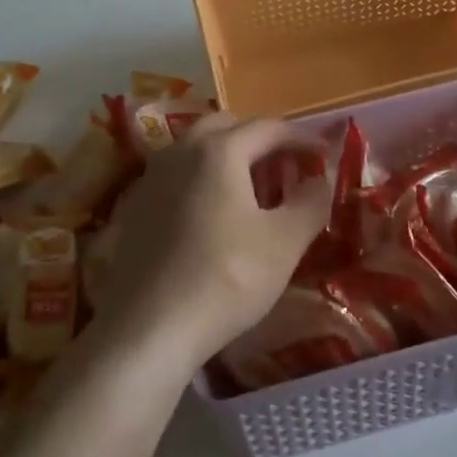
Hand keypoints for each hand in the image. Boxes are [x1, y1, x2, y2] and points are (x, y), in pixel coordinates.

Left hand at [89, 113, 332, 372]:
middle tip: (283, 166)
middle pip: (225, 126)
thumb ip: (310, 202)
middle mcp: (179, 152)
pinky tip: (210, 215)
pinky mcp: (133, 208)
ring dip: (225, 158)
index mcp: (218, 151)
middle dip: (257, 139)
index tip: (322, 155)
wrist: (148, 329)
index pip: (268, 128)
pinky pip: (175, 177)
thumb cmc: (226, 279)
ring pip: (194, 150)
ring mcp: (150, 179)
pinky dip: (199, 181)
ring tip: (249, 189)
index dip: (300, 138)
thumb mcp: (284, 243)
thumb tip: (319, 179)